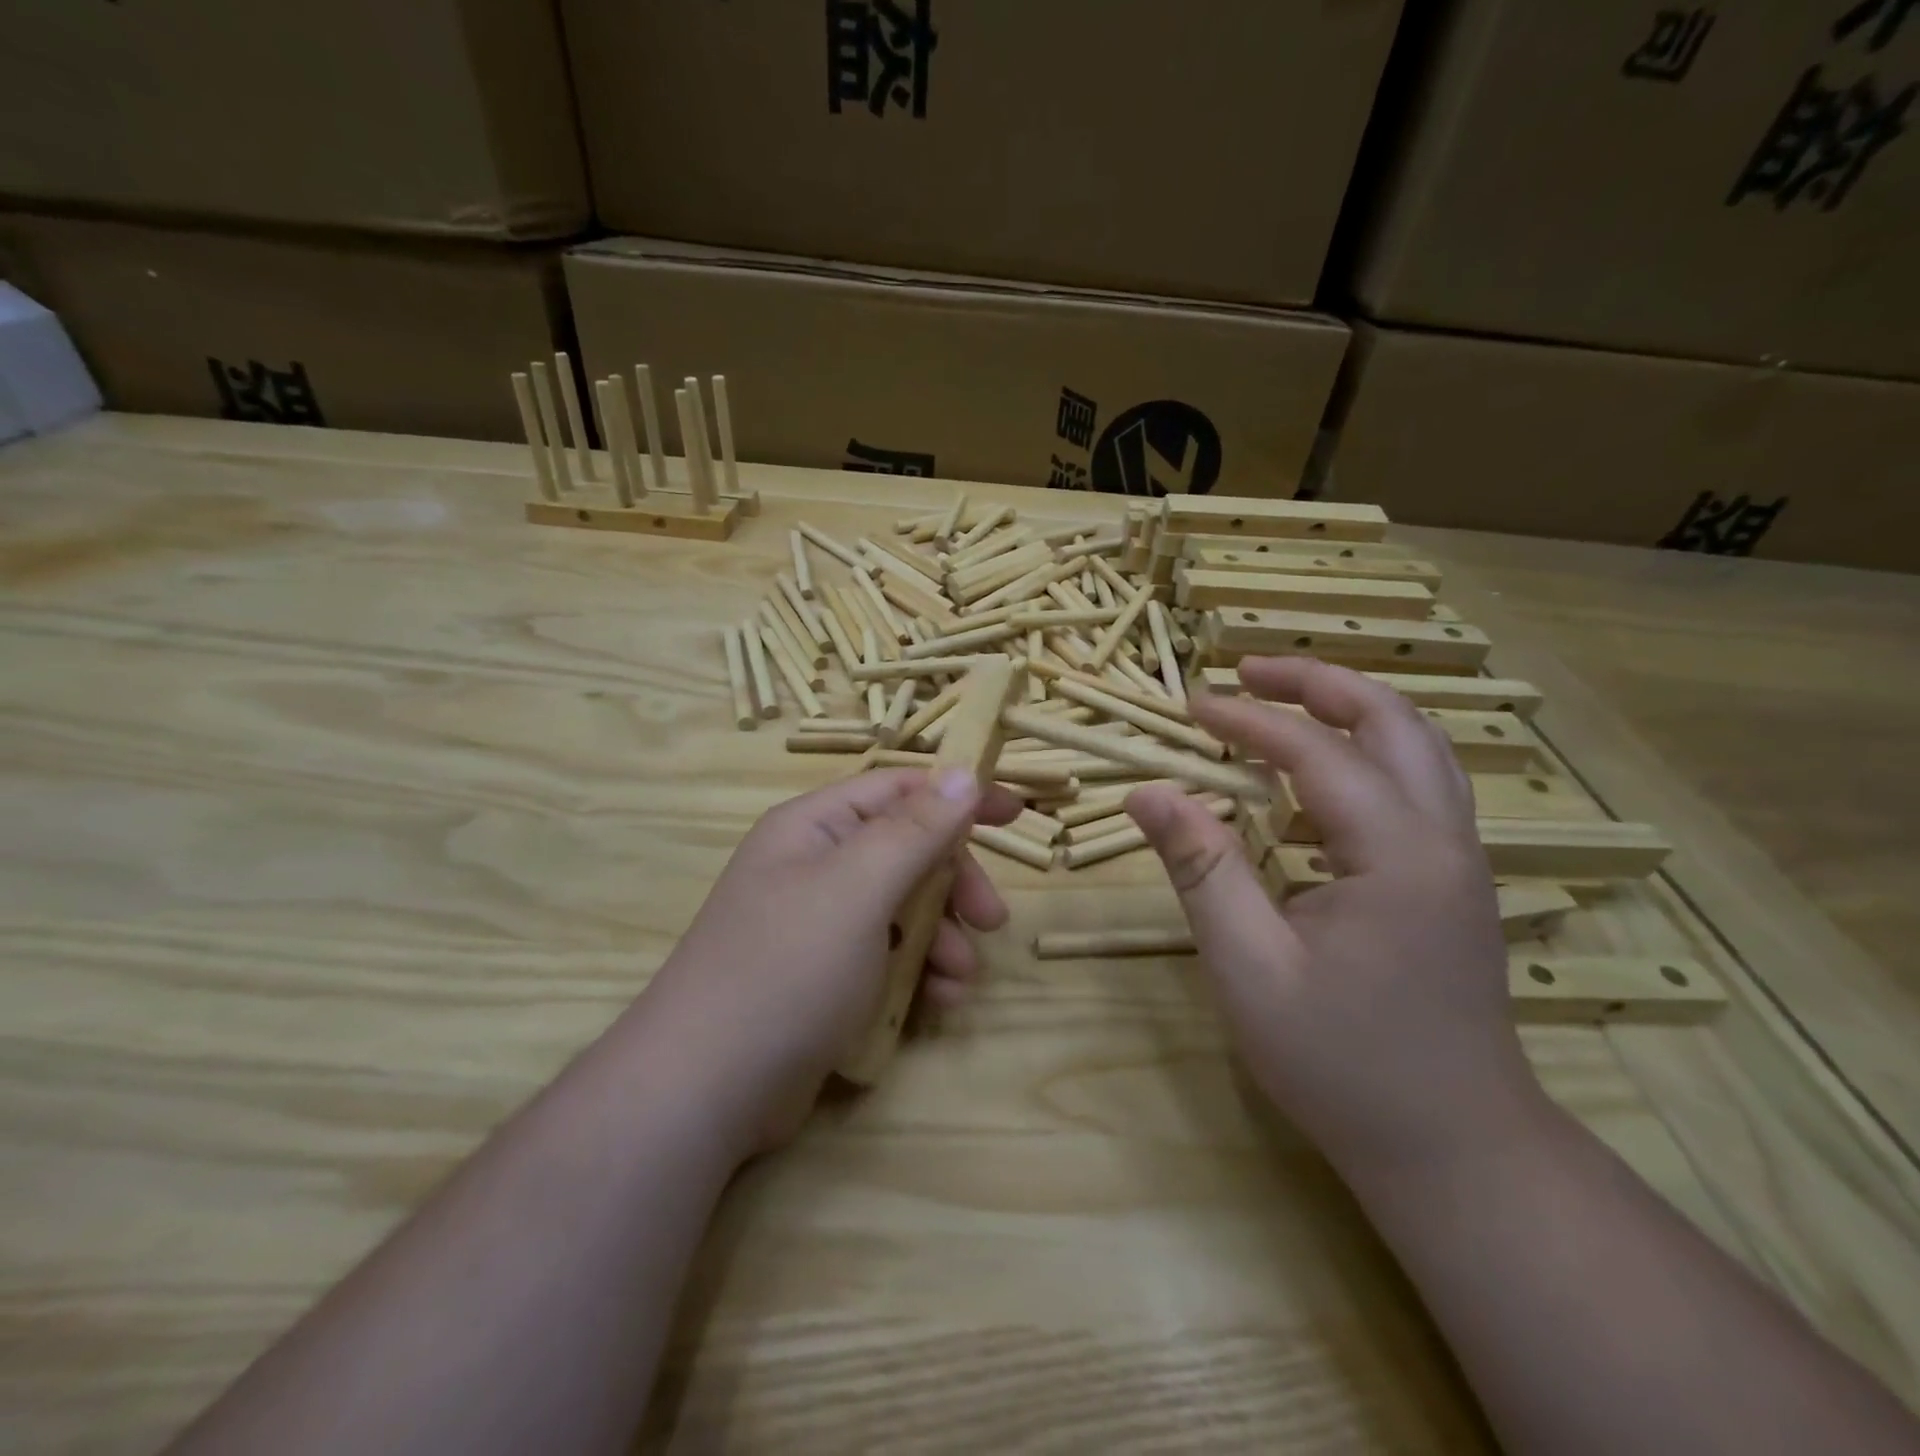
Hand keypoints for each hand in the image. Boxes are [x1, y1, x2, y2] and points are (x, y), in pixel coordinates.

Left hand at [634, 768, 1020, 1157]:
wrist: (703, 1090)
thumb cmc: (786, 969)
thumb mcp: (859, 889)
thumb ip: (915, 830)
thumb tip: (962, 772)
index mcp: (815, 827)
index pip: (900, 789)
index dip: (958, 795)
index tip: (1015, 813)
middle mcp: (816, 866)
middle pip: (907, 851)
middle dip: (954, 883)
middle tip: (993, 919)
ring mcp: (819, 924)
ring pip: (903, 908)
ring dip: (942, 936)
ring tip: (961, 977)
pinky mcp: (825, 977)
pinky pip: (887, 955)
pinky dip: (918, 972)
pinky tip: (939, 1002)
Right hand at [1125, 658, 1543, 1174]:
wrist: (1454, 1148)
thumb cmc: (1342, 1063)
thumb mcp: (1249, 967)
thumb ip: (1201, 869)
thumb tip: (1148, 791)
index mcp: (1397, 854)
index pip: (1315, 753)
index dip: (1248, 721)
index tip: (1191, 706)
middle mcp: (1443, 839)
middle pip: (1393, 720)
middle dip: (1318, 683)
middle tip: (1247, 673)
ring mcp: (1460, 860)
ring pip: (1418, 747)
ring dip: (1350, 709)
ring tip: (1283, 702)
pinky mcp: (1454, 882)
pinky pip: (1416, 785)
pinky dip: (1365, 753)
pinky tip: (1317, 779)